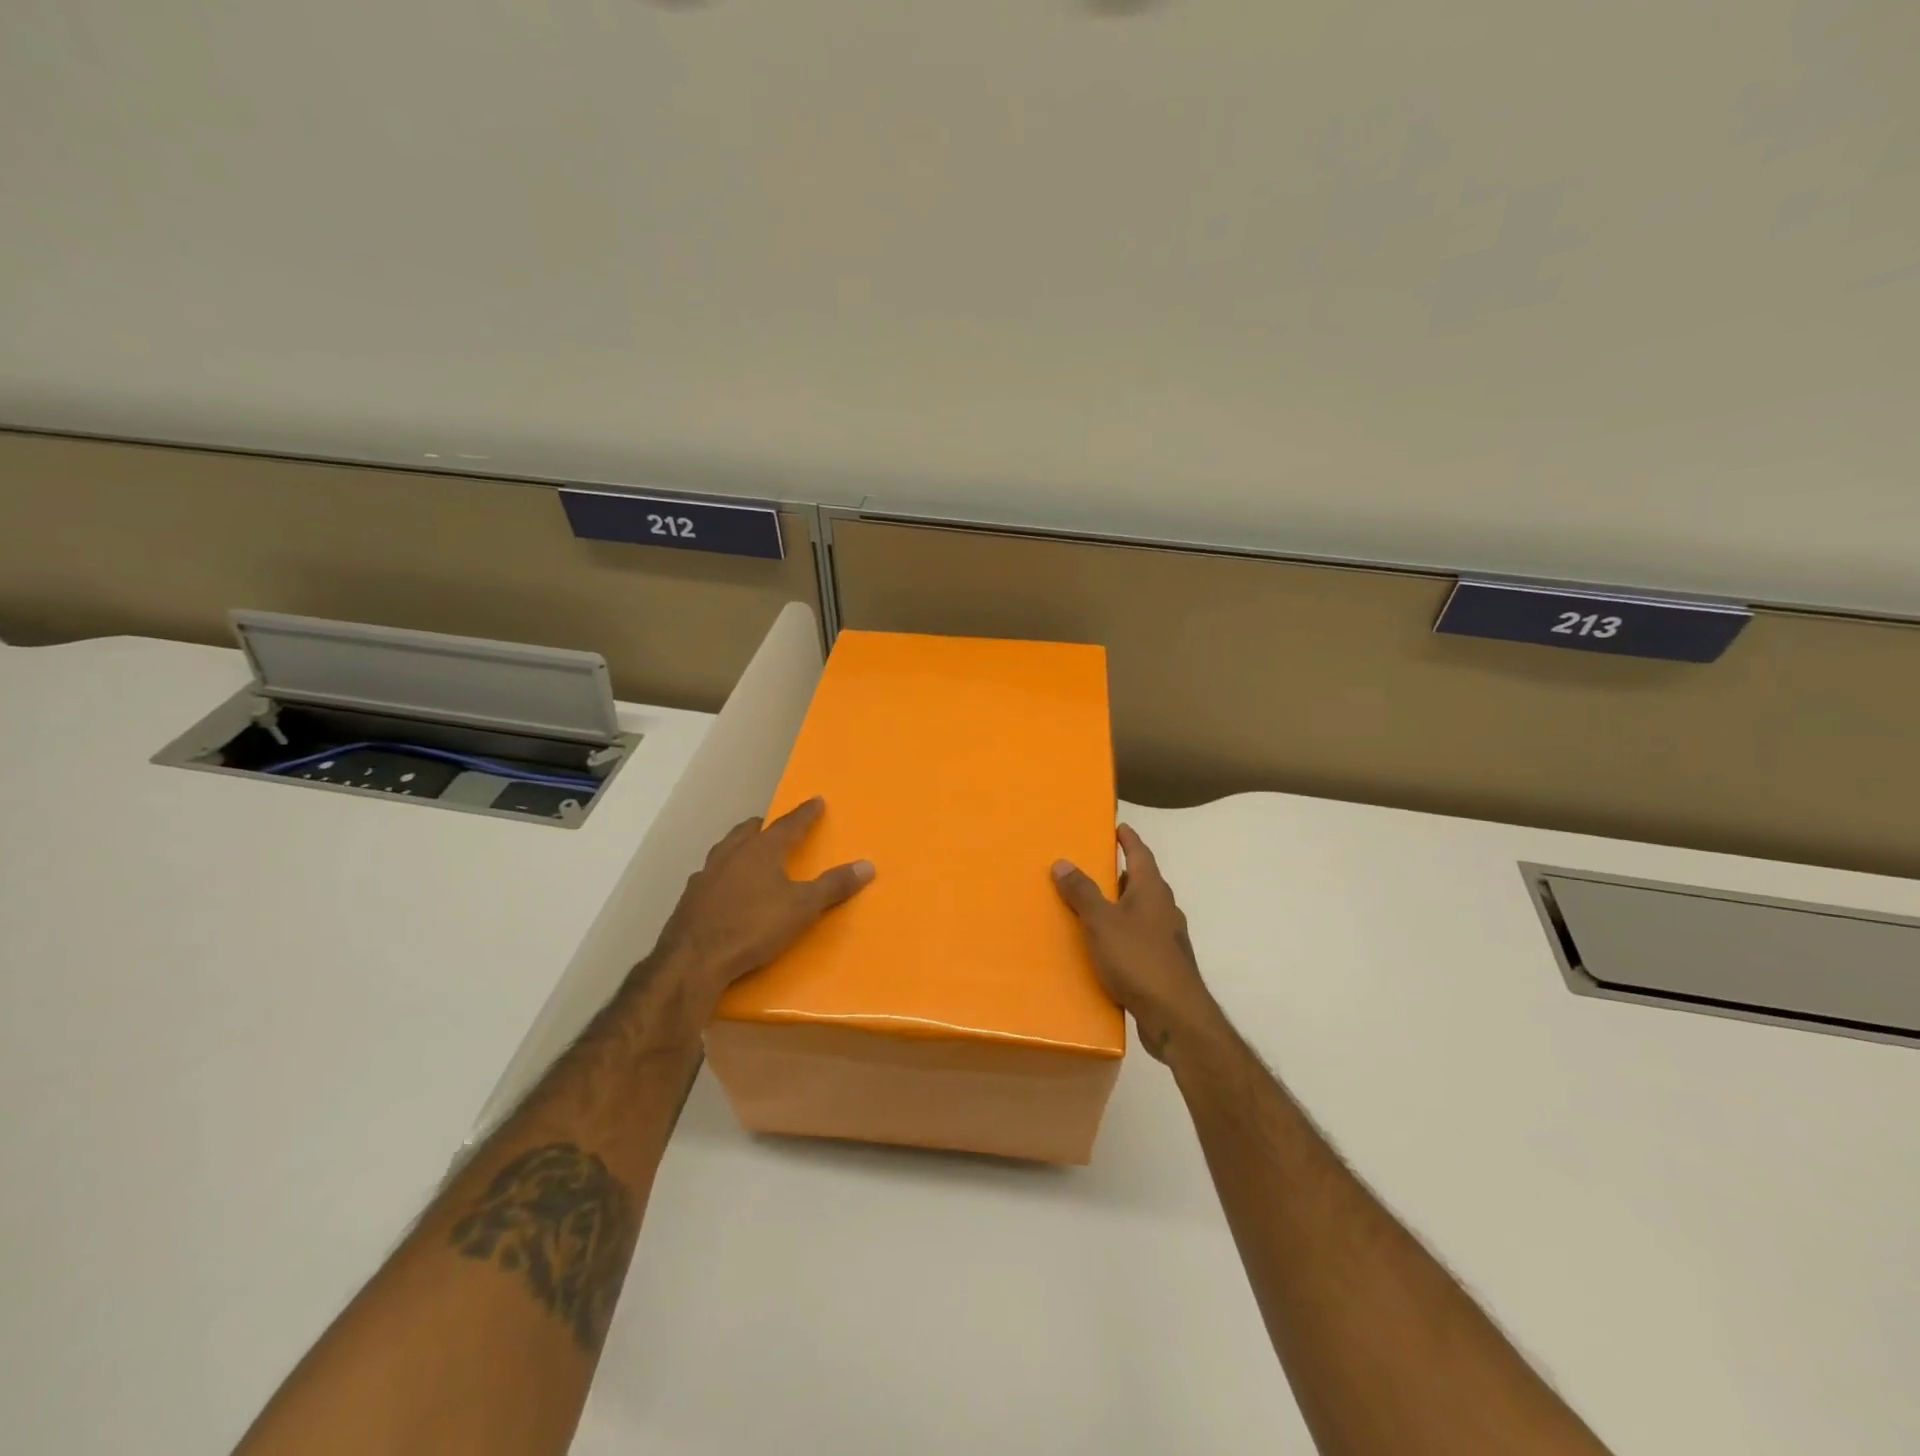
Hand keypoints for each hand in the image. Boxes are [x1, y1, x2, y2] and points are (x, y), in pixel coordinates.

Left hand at [654, 797, 873, 1009]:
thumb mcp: (802, 908)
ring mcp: (705, 875)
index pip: (788, 824)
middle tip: (774, 825)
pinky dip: (722, 874)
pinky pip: (710, 875)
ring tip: (748, 852)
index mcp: (761, 850)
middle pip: (748, 830)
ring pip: (725, 850)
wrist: (693, 960)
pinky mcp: (689, 898)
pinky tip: (724, 888)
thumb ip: (833, 886)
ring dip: (739, 846)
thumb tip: (867, 865)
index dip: (805, 813)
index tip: (816, 800)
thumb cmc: (753, 927)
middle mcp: (731, 854)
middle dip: (764, 825)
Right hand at [1052, 824, 1218, 1061]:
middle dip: (1123, 873)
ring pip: (1143, 912)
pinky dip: (1124, 933)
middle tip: (1097, 867)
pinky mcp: (1165, 965)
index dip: (1129, 840)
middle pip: (1144, 882)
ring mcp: (1168, 939)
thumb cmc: (1138, 958)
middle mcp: (1165, 909)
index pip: (1141, 854)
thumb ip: (1082, 892)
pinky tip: (1107, 947)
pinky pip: (1141, 938)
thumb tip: (1063, 862)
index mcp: (1152, 891)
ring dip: (1123, 905)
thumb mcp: (1101, 921)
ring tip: (1096, 906)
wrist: (1174, 1015)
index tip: (1119, 827)